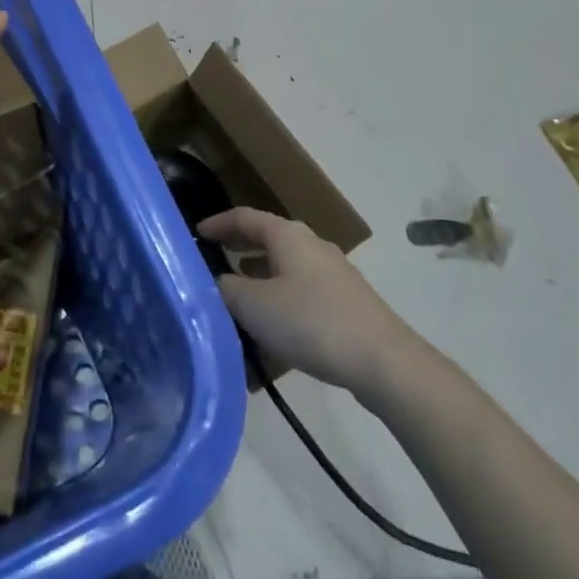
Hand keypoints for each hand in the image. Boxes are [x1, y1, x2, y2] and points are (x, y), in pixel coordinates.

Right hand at [199, 208, 413, 397]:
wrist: (382, 361)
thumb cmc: (311, 322)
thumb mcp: (254, 305)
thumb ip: (226, 289)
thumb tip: (218, 282)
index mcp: (288, 235)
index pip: (245, 217)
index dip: (218, 223)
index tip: (196, 233)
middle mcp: (311, 245)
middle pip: (267, 239)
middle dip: (239, 248)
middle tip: (212, 260)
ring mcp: (332, 274)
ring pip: (284, 266)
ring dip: (258, 276)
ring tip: (235, 296)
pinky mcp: (344, 302)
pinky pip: (300, 291)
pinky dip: (278, 298)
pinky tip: (270, 325)